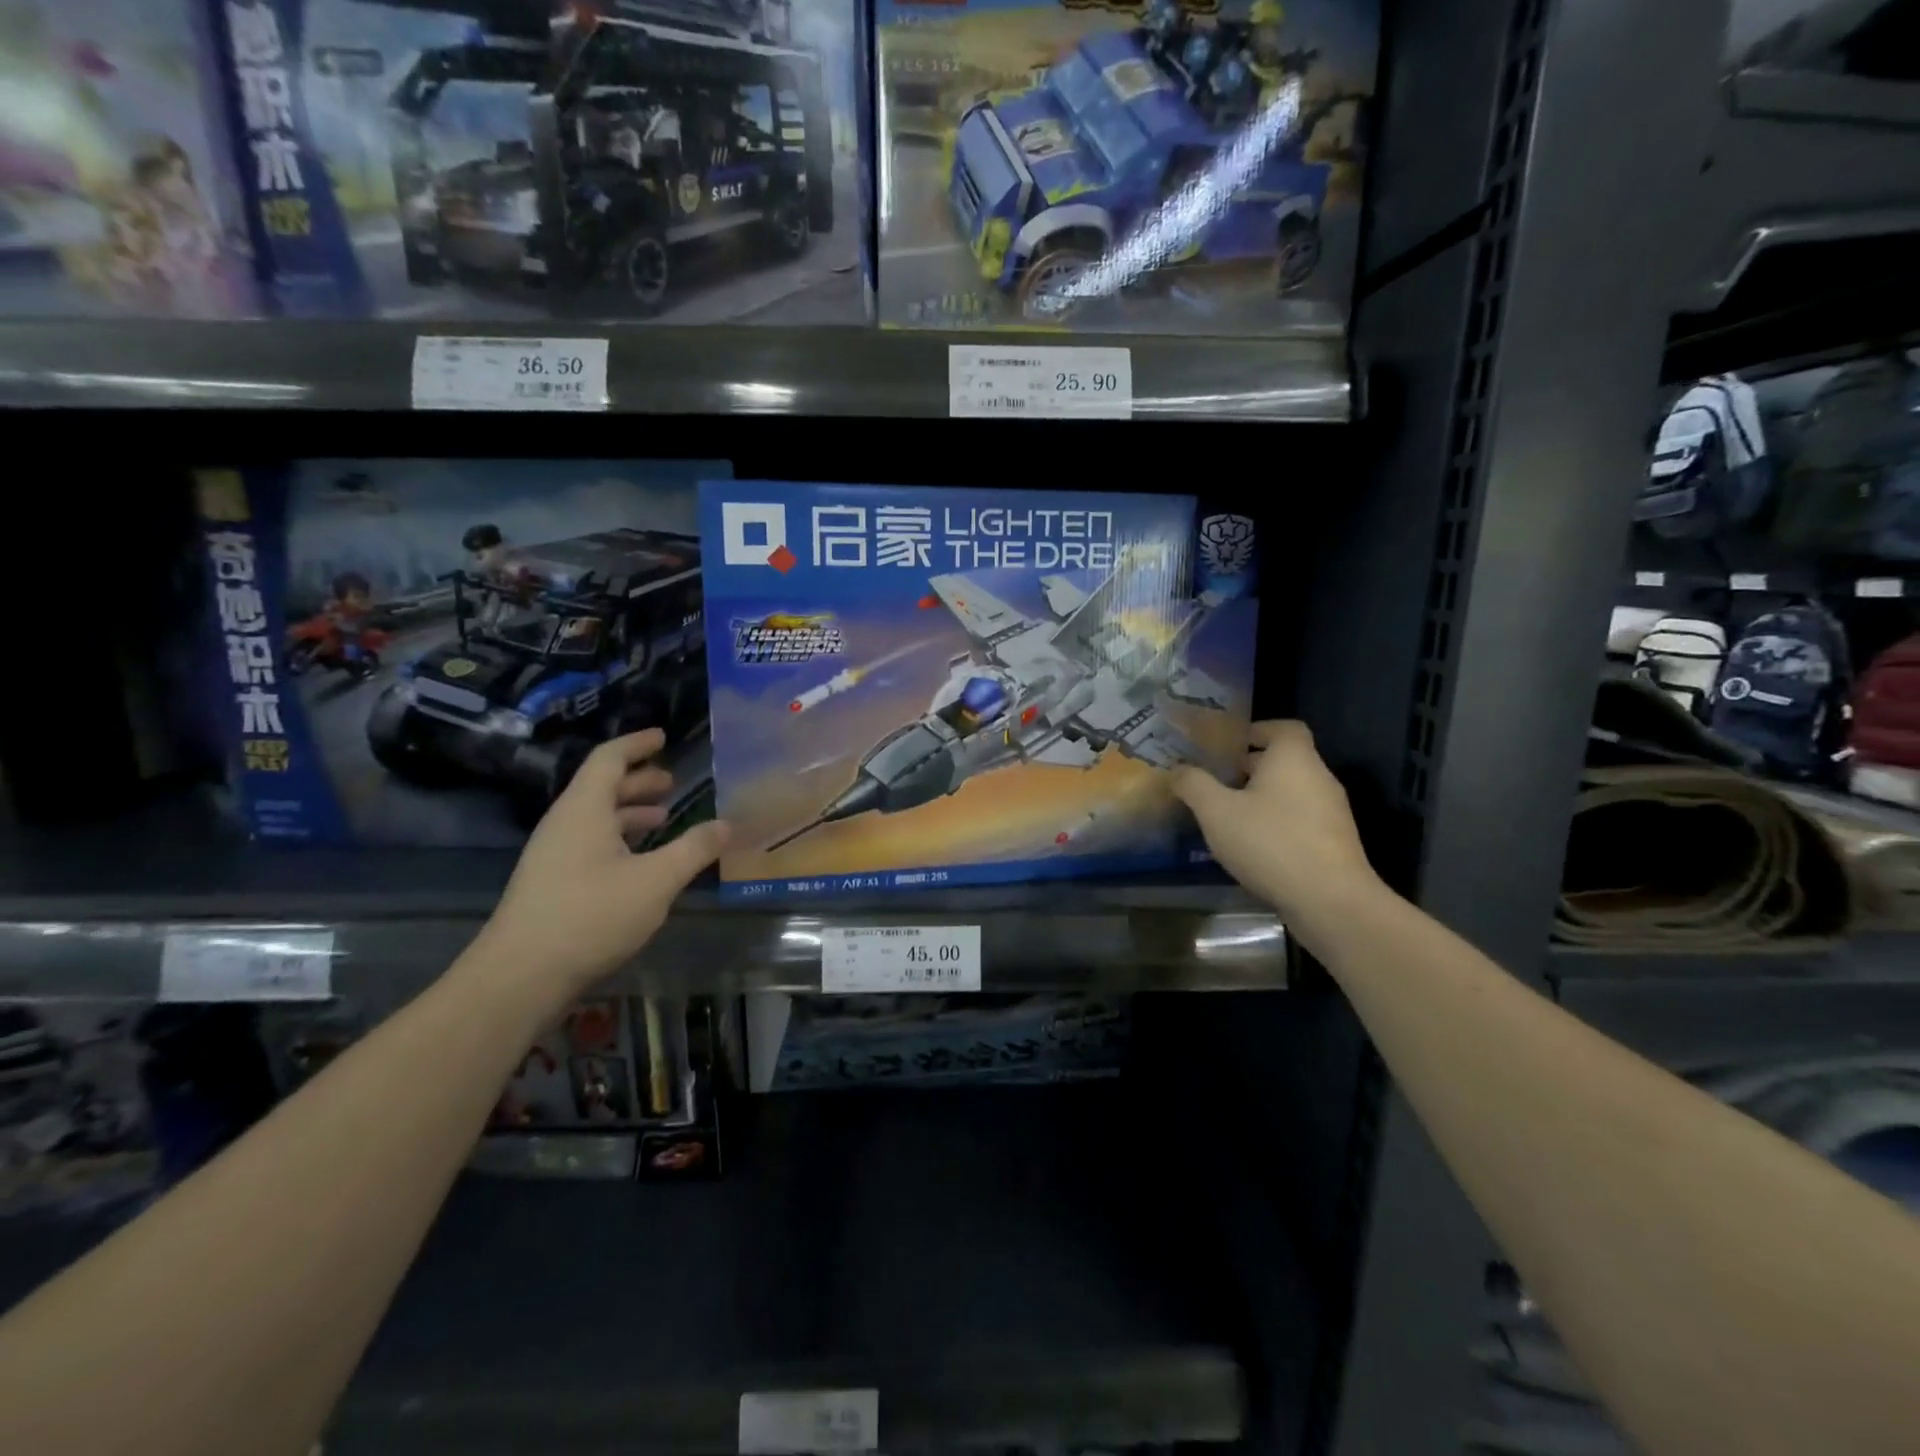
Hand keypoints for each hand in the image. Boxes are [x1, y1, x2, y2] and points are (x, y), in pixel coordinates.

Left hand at [474, 731, 728, 1003]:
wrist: (519, 977)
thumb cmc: (590, 915)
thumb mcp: (656, 881)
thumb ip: (694, 849)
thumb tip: (727, 824)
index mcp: (583, 810)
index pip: (609, 759)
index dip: (637, 744)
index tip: (663, 737)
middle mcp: (564, 825)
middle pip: (601, 788)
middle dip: (639, 782)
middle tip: (672, 783)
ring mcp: (553, 856)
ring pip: (596, 820)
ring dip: (630, 813)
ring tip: (664, 819)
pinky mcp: (552, 885)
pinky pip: (590, 845)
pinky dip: (620, 841)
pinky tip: (643, 864)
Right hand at [1173, 720, 1381, 927]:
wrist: (1330, 901)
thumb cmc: (1270, 843)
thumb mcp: (1216, 812)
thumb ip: (1194, 785)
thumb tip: (1178, 769)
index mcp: (1294, 758)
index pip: (1283, 727)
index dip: (1256, 730)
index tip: (1228, 745)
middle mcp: (1319, 777)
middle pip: (1285, 760)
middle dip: (1250, 768)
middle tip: (1216, 781)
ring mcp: (1331, 812)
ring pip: (1291, 792)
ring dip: (1262, 798)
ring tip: (1227, 816)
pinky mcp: (1334, 842)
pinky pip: (1300, 819)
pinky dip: (1276, 823)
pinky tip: (1252, 846)